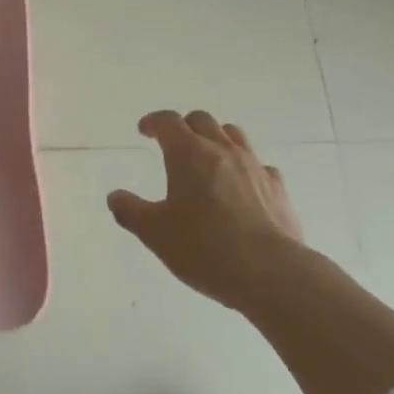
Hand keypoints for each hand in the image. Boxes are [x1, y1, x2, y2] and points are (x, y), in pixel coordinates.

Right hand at [107, 109, 304, 314]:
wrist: (270, 273)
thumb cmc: (204, 248)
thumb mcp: (155, 233)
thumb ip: (131, 211)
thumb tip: (115, 197)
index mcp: (188, 154)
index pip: (168, 122)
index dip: (153, 122)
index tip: (145, 130)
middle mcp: (222, 150)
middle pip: (202, 120)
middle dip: (185, 126)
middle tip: (174, 143)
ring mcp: (254, 166)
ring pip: (234, 135)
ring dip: (217, 138)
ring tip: (209, 157)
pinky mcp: (278, 188)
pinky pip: (260, 165)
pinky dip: (246, 168)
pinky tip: (243, 187)